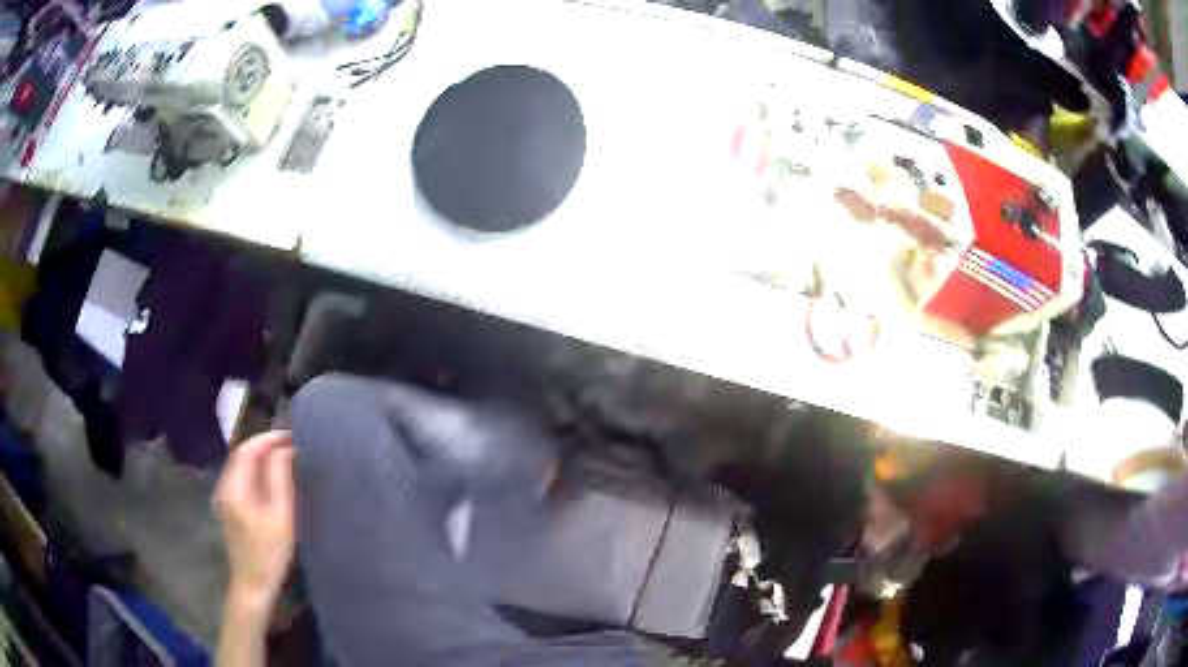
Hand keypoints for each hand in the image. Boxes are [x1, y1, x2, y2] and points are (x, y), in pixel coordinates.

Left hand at [214, 431, 295, 613]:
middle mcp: (224, 487)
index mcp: (234, 488)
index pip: (247, 450)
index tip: (292, 435)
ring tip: (285, 456)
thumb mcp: (281, 517)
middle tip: (292, 444)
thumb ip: (280, 479)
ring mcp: (224, 498)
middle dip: (265, 445)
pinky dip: (256, 470)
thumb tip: (286, 449)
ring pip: (241, 466)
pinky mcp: (228, 507)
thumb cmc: (270, 554)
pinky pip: (241, 478)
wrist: (253, 585)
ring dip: (261, 457)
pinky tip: (272, 476)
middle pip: (241, 455)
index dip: (269, 439)